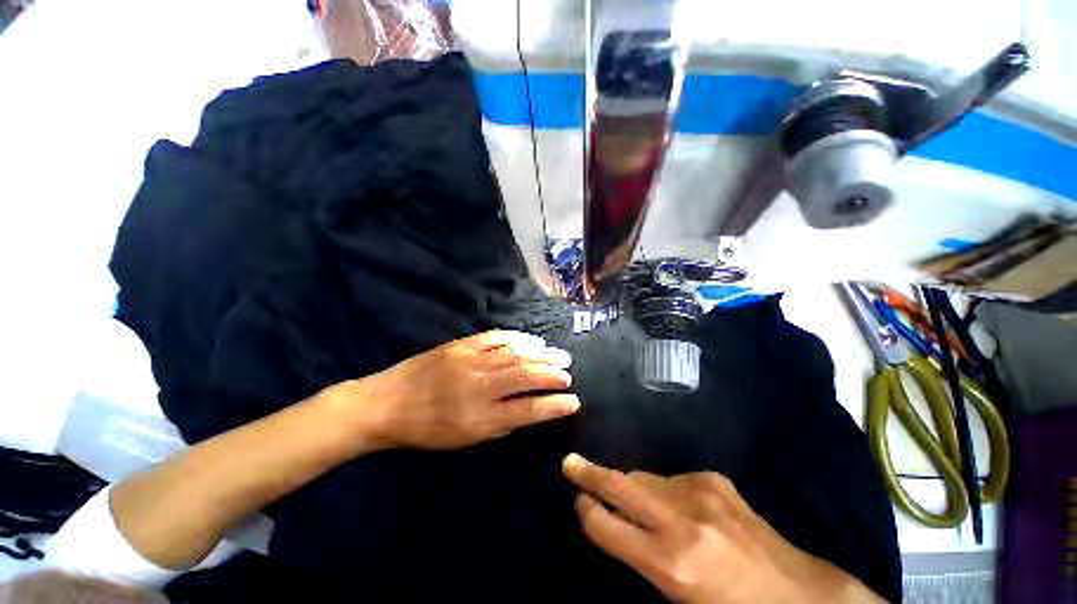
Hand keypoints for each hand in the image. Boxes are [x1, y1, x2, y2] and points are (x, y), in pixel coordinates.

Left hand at [330, 331, 579, 449]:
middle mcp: (480, 387)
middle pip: (526, 376)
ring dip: (542, 354)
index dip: (554, 405)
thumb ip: (501, 424)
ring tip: (559, 355)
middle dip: (553, 374)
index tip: (573, 401)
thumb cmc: (426, 429)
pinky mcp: (462, 345)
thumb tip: (530, 411)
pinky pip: (497, 337)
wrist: (387, 403)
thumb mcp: (465, 440)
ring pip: (516, 353)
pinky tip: (533, 340)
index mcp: (480, 417)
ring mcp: (471, 361)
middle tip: (569, 374)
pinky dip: (519, 338)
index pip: (529, 409)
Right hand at [562, 455, 884, 603]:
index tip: (577, 500)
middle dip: (589, 473)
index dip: (586, 510)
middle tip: (570, 463)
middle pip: (620, 485)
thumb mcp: (676, 595)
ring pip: (645, 477)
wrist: (797, 593)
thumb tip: (608, 518)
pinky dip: (662, 488)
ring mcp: (700, 492)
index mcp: (671, 563)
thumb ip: (638, 555)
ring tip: (633, 499)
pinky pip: (671, 478)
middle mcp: (682, 520)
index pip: (606, 525)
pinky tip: (676, 505)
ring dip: (633, 487)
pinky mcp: (714, 479)